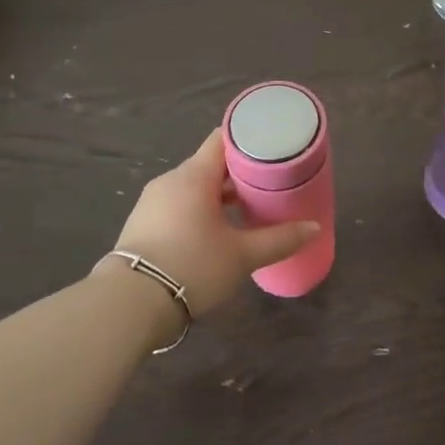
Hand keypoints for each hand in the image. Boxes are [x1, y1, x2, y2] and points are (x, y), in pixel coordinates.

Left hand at [101, 129, 318, 314]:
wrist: (130, 305)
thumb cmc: (192, 266)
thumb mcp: (242, 256)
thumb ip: (279, 239)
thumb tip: (314, 228)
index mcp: (194, 176)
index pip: (222, 140)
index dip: (249, 140)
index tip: (272, 148)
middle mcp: (170, 181)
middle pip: (209, 164)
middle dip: (238, 174)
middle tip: (268, 185)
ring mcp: (152, 202)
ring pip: (193, 188)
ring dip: (218, 196)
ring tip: (246, 211)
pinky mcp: (142, 224)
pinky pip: (177, 205)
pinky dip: (198, 211)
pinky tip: (215, 232)